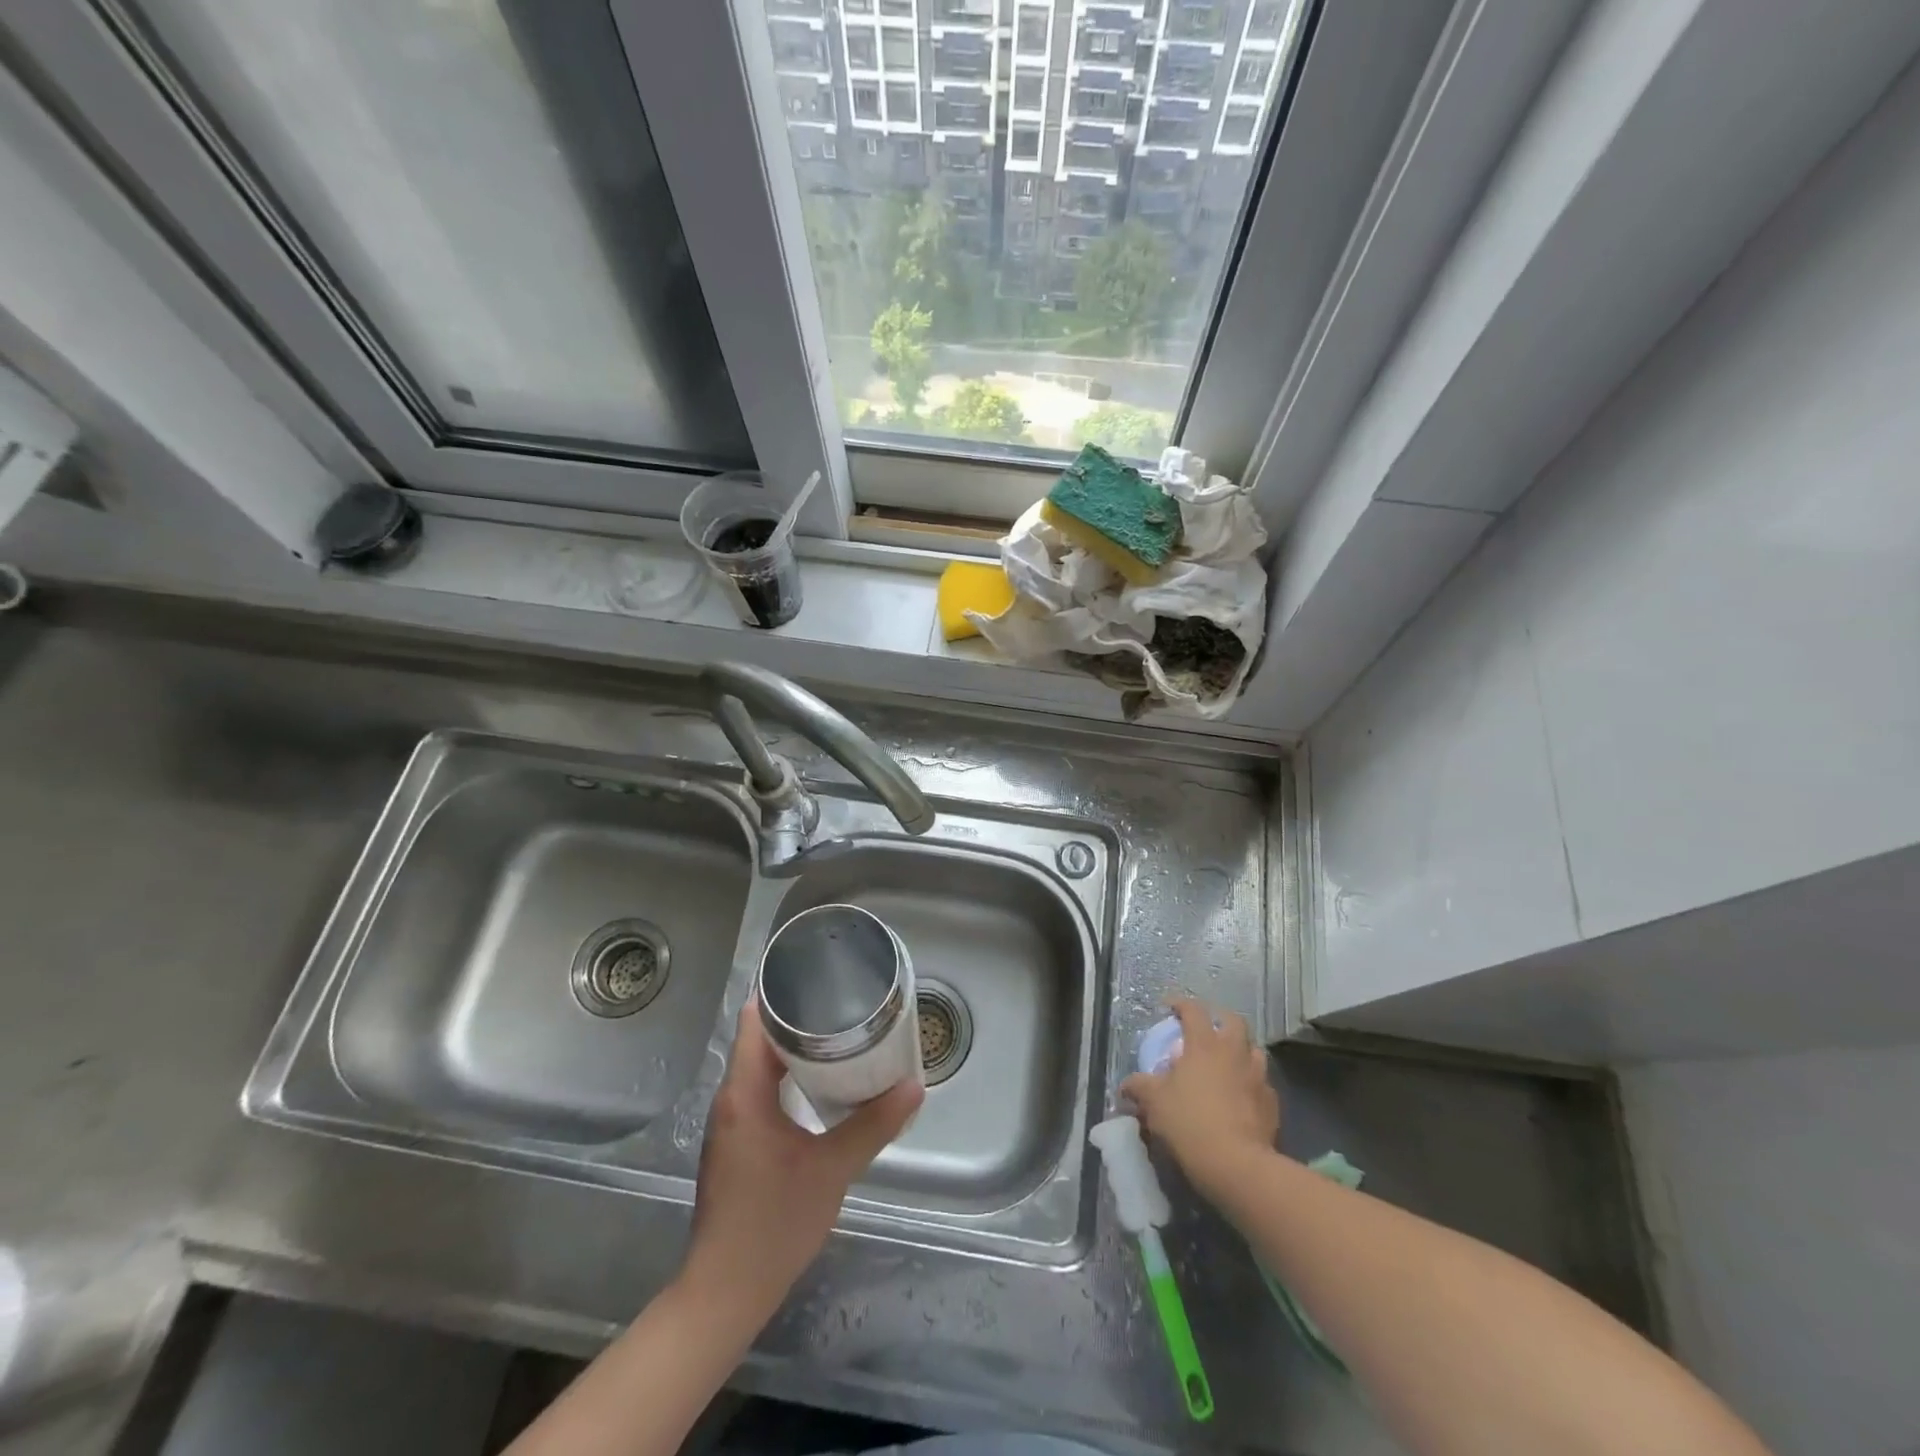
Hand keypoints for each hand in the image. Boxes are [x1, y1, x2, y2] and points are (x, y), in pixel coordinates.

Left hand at [681, 1000, 922, 1325]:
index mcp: (744, 1094)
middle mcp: (730, 1100)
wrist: (725, 1292)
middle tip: (843, 1005)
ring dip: (793, 1051)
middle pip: (760, 1041)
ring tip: (839, 1037)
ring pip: (759, 1067)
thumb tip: (914, 1087)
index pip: (755, 1022)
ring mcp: (730, 1124)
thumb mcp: (832, 1170)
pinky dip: (787, 1078)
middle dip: (798, 1020)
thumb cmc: (774, 1224)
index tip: (818, 977)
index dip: (782, 995)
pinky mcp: (736, 1144)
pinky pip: (759, 1092)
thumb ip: (873, 1126)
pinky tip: (819, 1086)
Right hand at [1121, 998, 1278, 1201]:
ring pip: (1253, 1050)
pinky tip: (1240, 1096)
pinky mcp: (1272, 1103)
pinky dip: (1250, 1083)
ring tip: (1225, 1063)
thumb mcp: (1153, 1102)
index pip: (1193, 1010)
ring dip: (1239, 1050)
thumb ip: (1139, 1087)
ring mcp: (1258, 1077)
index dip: (1180, 1004)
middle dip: (1218, 1019)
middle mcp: (1234, 1052)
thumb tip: (1126, 1087)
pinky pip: (1261, 1083)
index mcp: (1204, 1044)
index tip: (1169, 1006)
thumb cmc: (1189, 1122)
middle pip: (1233, 1021)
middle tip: (1205, 1029)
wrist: (1237, 1164)